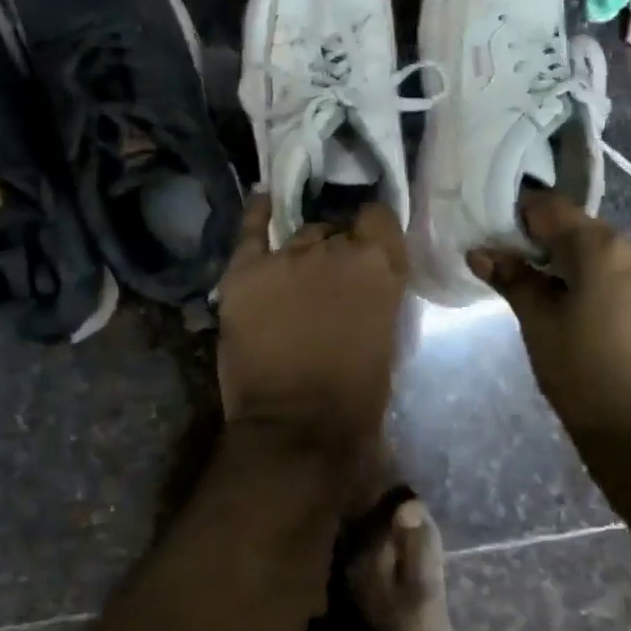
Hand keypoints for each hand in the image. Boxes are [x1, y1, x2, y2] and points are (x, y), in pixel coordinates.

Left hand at [216, 195, 408, 445]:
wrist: (297, 429)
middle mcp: (334, 249)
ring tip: (294, 277)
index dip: (372, 232)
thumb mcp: (386, 335)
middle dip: (333, 250)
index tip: (367, 247)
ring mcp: (286, 257)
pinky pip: (250, 230)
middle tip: (326, 282)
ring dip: (300, 252)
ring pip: (298, 234)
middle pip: (334, 229)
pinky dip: (257, 215)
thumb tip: (361, 280)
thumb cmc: (356, 396)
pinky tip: (262, 201)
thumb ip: (375, 293)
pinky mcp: (244, 272)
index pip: (379, 217)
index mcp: (379, 266)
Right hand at [468, 191, 630, 438]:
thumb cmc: (585, 377)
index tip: (498, 236)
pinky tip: (593, 320)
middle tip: (522, 277)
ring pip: (609, 257)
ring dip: (581, 268)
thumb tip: (480, 252)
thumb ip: (513, 280)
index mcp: (603, 247)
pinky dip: (607, 286)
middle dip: (550, 248)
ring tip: (558, 305)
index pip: (551, 208)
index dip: (520, 216)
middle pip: (583, 232)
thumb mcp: (539, 326)